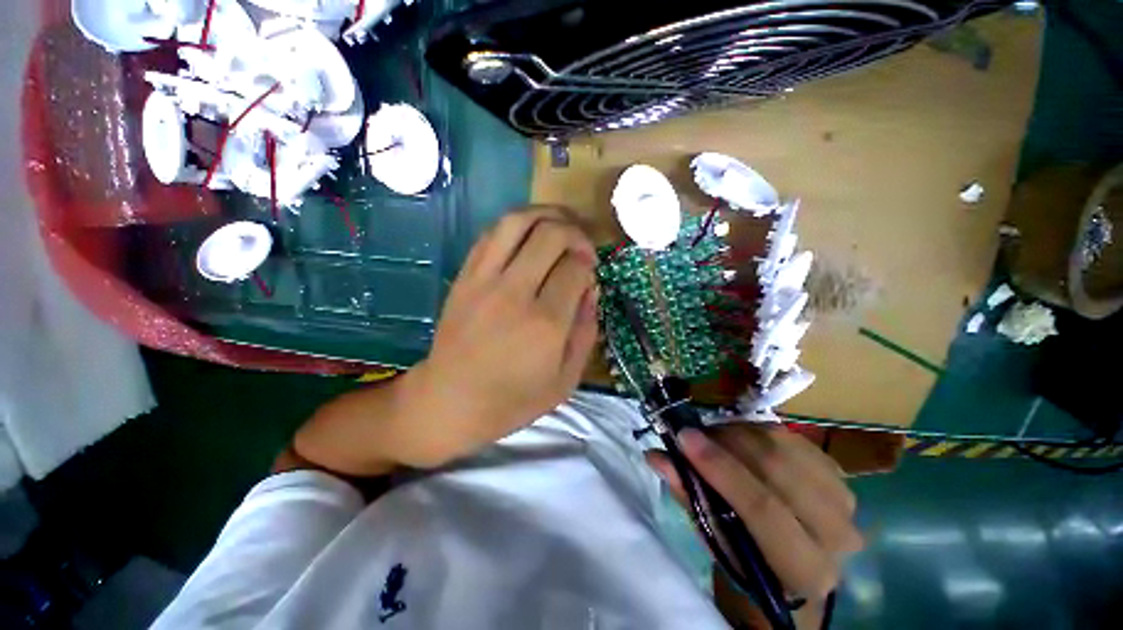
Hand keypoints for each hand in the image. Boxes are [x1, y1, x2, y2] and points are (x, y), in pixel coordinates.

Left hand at [402, 207, 599, 465]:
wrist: (449, 401)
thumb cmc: (513, 399)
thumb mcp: (566, 379)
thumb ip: (586, 331)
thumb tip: (591, 288)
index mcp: (545, 323)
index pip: (576, 268)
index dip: (588, 263)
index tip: (590, 272)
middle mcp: (515, 293)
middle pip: (552, 234)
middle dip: (575, 232)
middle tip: (582, 246)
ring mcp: (484, 280)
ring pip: (518, 221)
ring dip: (547, 215)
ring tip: (561, 224)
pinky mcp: (465, 276)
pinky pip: (492, 233)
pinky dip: (517, 224)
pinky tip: (529, 235)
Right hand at [646, 425, 861, 602]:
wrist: (793, 565)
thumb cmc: (747, 561)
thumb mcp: (714, 538)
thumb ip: (688, 495)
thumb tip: (656, 456)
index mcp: (804, 569)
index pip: (762, 508)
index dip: (720, 468)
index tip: (683, 437)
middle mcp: (836, 536)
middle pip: (778, 469)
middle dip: (727, 441)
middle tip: (694, 433)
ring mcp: (845, 502)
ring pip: (786, 446)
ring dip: (740, 433)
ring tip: (713, 437)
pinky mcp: (840, 475)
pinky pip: (794, 438)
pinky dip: (759, 431)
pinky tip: (740, 439)